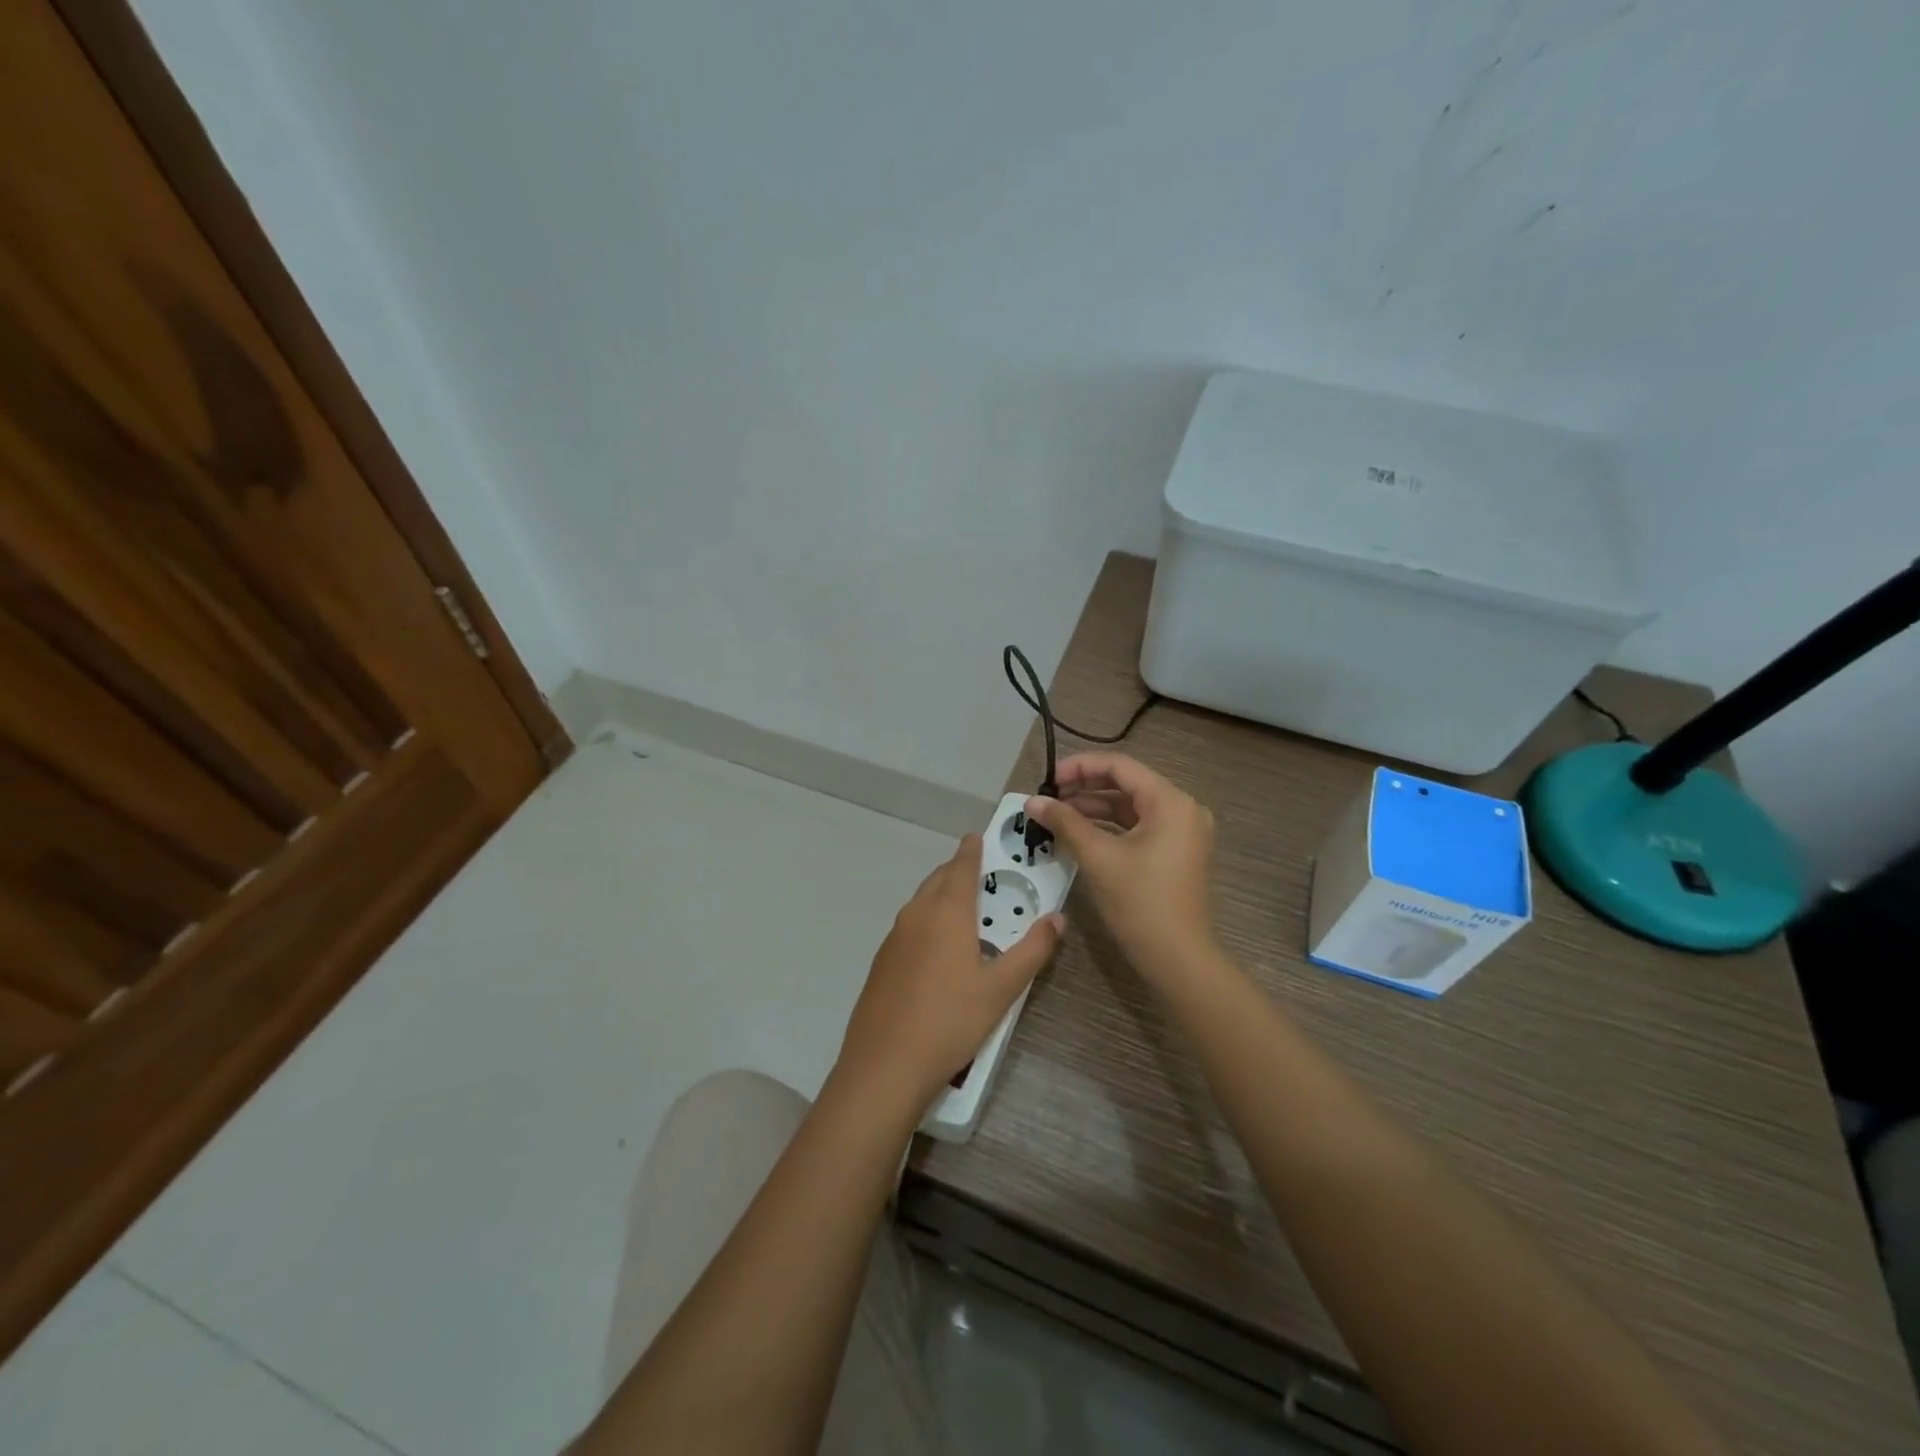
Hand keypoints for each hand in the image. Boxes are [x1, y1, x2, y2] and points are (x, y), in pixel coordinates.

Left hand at [835, 835, 1062, 1112]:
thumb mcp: (1002, 989)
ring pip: (921, 902)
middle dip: (958, 871)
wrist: (885, 1064)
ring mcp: (894, 938)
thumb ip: (1033, 950)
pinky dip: (927, 921)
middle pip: (938, 880)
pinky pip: (909, 926)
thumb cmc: (951, 1020)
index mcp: (946, 911)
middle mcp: (916, 914)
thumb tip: (1057, 918)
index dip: (972, 849)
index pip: (961, 865)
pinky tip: (938, 950)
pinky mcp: (882, 962)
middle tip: (982, 874)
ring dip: (941, 896)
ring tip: (964, 910)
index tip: (979, 837)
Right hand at [1025, 753, 1216, 982]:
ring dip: (1094, 808)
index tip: (1047, 779)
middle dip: (1085, 788)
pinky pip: (1139, 827)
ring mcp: (1182, 832)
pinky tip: (1079, 834)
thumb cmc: (1140, 903)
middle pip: (1127, 784)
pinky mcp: (1176, 853)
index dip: (1080, 767)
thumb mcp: (1098, 858)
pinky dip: (1109, 827)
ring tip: (1056, 815)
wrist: (1178, 959)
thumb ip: (1065, 823)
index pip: (1120, 766)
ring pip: (1131, 807)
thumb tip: (1033, 801)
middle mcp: (1182, 809)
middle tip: (1048, 797)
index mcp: (1171, 802)